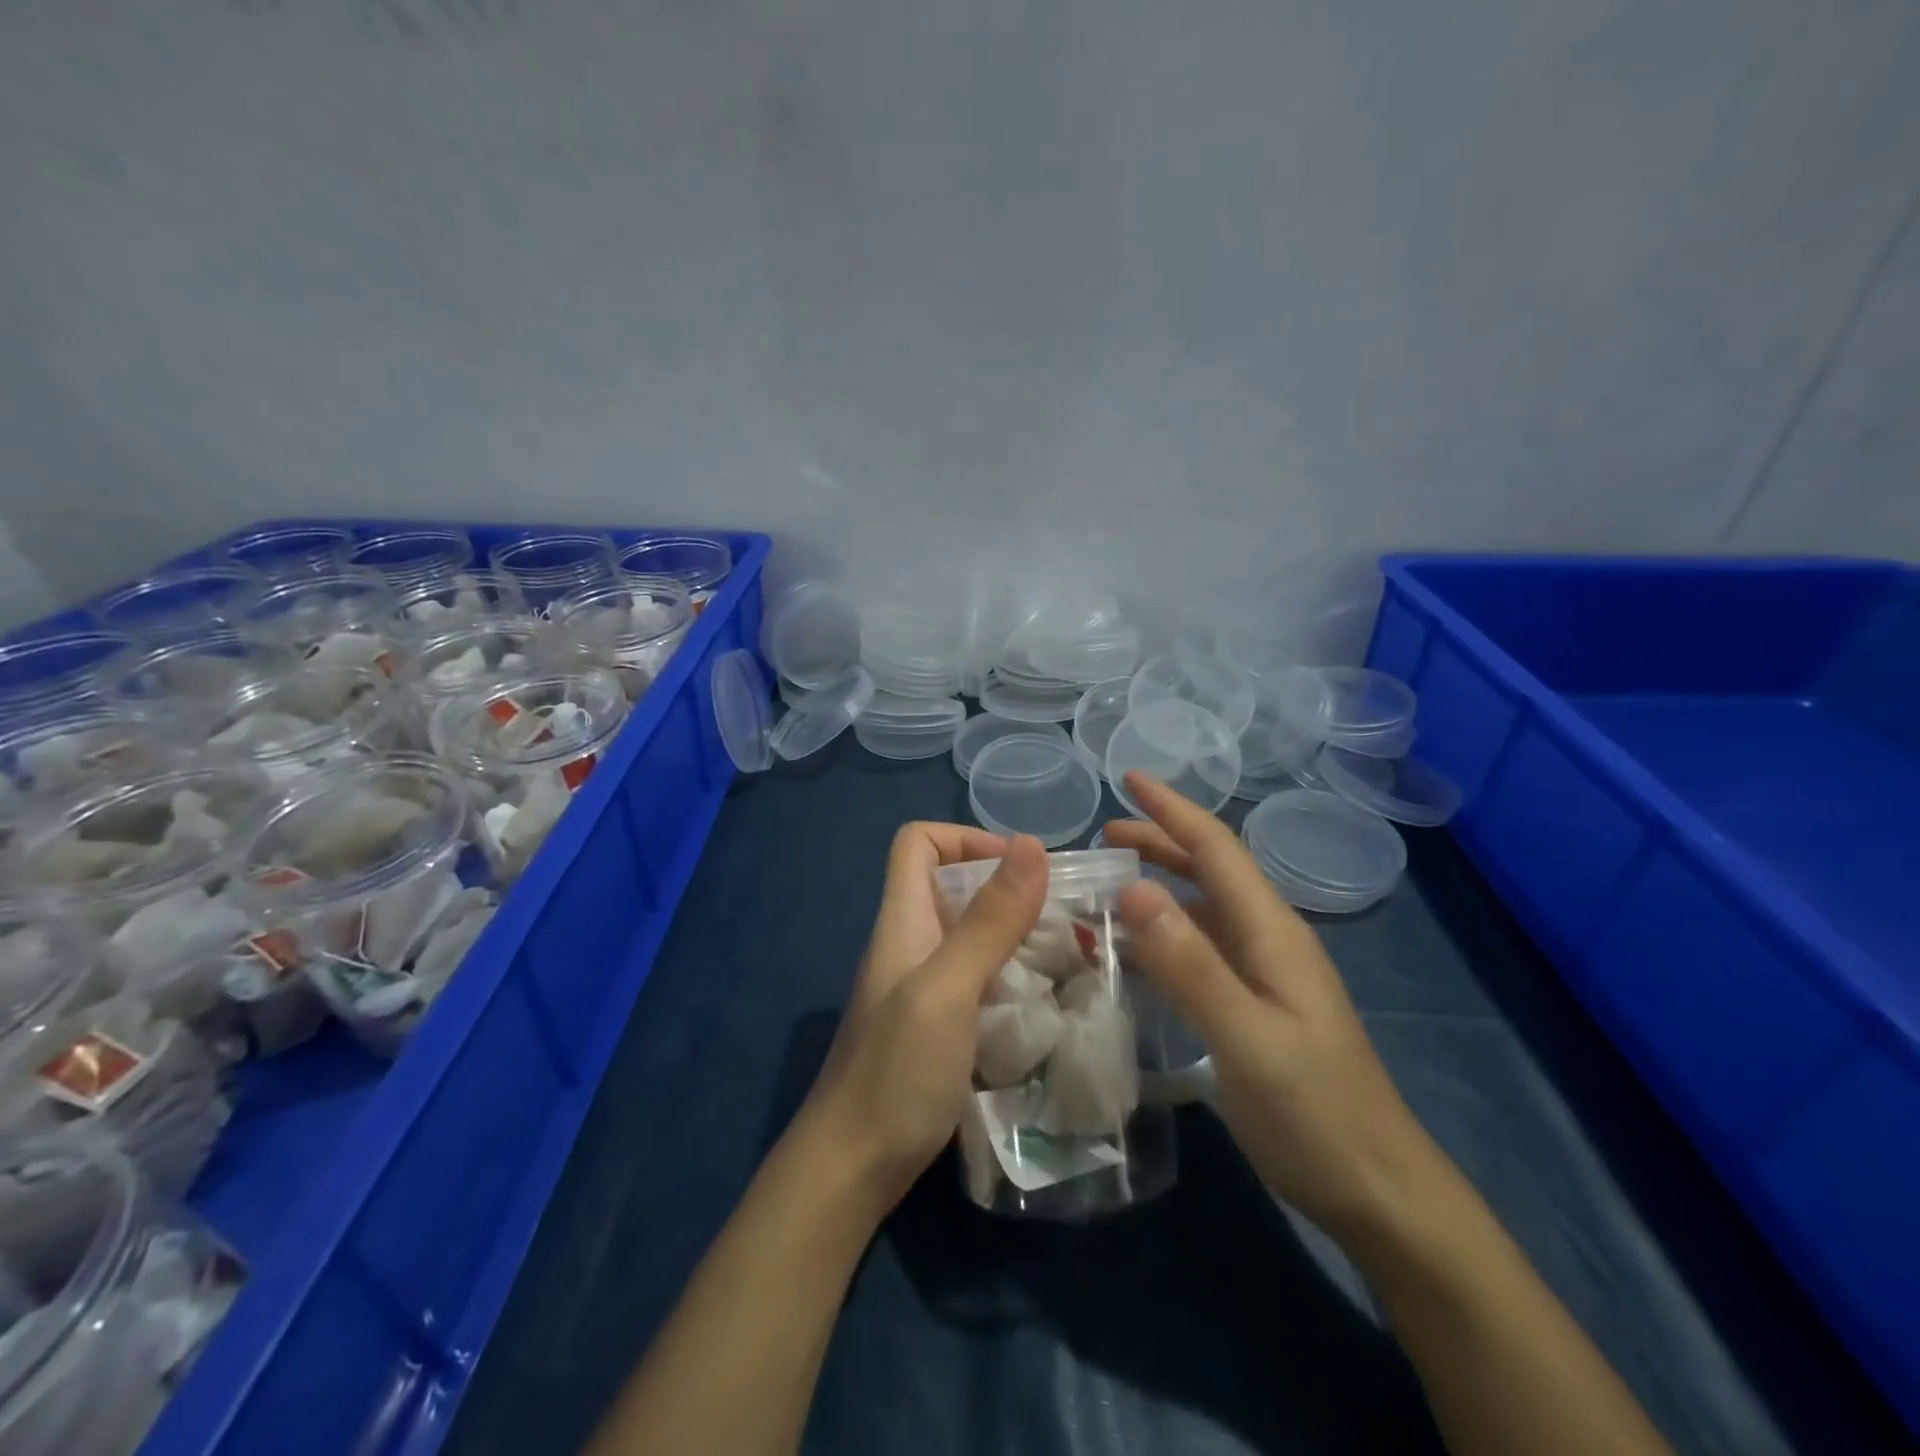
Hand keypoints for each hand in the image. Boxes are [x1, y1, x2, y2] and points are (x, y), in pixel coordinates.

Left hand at [802, 823, 1049, 1213]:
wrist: (852, 1169)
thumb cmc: (895, 1072)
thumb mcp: (947, 989)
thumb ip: (988, 921)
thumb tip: (1032, 844)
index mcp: (902, 919)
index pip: (918, 842)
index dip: (964, 837)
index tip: (1019, 868)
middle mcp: (911, 942)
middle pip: (952, 884)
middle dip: (1007, 887)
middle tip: (1063, 914)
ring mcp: (922, 986)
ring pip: (970, 932)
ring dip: (1015, 932)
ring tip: (1069, 952)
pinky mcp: (938, 1024)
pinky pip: (978, 977)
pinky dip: (1011, 974)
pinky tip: (1045, 999)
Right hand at [1104, 774, 1440, 1244]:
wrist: (1379, 1191)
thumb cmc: (1315, 1113)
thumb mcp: (1247, 1039)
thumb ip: (1191, 964)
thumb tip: (1133, 888)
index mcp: (1272, 931)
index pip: (1216, 849)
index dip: (1171, 809)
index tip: (1127, 776)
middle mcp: (1268, 939)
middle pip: (1210, 870)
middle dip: (1159, 840)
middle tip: (1102, 836)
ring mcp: (1265, 973)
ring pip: (1204, 908)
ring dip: (1159, 885)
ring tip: (1109, 883)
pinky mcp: (1256, 1003)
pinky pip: (1202, 947)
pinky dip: (1165, 932)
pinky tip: (1138, 950)